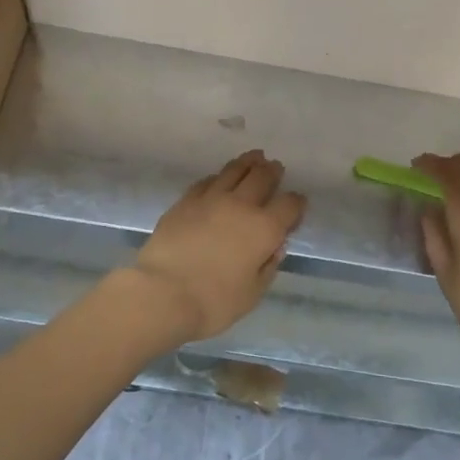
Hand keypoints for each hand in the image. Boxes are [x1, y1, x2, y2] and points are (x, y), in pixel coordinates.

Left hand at [131, 150, 306, 347]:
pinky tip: (218, 179)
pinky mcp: (185, 201)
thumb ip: (268, 266)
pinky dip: (218, 177)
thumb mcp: (253, 293)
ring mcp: (211, 199)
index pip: (289, 205)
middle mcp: (241, 206)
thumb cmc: (213, 301)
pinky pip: (206, 181)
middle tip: (275, 167)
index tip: (297, 205)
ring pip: (234, 171)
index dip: (296, 203)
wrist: (162, 293)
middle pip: (262, 178)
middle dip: (272, 171)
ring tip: (254, 157)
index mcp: (265, 228)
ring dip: (247, 163)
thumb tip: (275, 247)